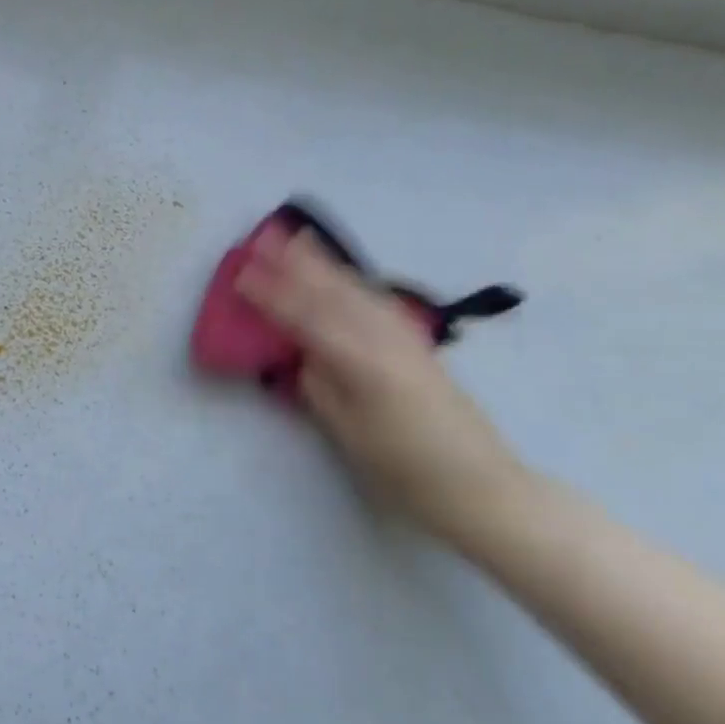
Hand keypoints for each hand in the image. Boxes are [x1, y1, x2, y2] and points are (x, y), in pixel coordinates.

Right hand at [235, 227, 522, 535]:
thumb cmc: (406, 471)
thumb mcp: (349, 434)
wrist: (482, 485)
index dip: (272, 295)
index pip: (305, 318)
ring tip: (301, 238)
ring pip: (356, 289)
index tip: (242, 274)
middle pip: (332, 292)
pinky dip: (353, 280)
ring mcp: (404, 336)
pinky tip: (344, 275)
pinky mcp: (417, 342)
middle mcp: (382, 338)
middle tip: (266, 238)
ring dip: (325, 263)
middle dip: (296, 263)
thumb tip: (304, 355)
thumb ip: (321, 387)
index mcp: (360, 362)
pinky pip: (376, 299)